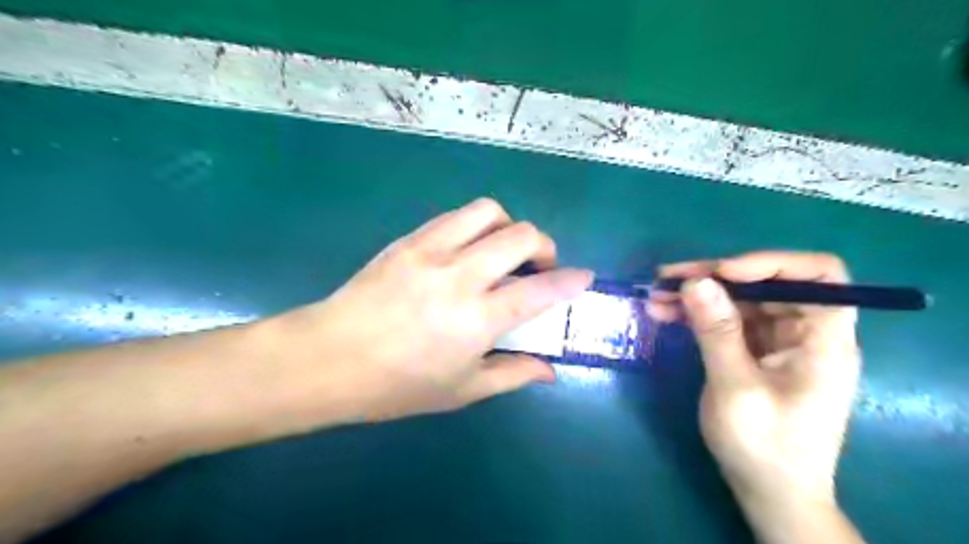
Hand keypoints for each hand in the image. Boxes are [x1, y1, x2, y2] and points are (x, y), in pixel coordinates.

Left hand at [268, 197, 593, 423]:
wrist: (328, 358)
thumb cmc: (397, 385)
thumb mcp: (462, 390)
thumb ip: (512, 374)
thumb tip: (549, 370)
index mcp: (477, 319)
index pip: (541, 289)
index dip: (570, 280)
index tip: (583, 277)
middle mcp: (460, 275)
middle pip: (522, 235)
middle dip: (545, 246)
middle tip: (539, 266)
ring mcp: (431, 250)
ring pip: (488, 211)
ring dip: (508, 227)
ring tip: (502, 251)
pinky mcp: (409, 239)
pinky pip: (454, 216)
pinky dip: (475, 226)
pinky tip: (468, 249)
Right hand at [646, 253, 858, 511]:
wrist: (769, 493)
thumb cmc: (764, 447)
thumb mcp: (735, 388)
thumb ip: (717, 332)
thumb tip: (694, 281)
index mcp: (823, 339)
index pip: (819, 275)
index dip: (771, 264)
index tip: (722, 273)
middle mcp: (804, 332)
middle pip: (766, 284)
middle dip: (715, 277)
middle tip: (667, 278)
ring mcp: (777, 341)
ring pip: (739, 300)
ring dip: (698, 295)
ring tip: (655, 294)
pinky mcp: (754, 351)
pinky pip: (726, 321)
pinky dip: (696, 314)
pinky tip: (664, 313)